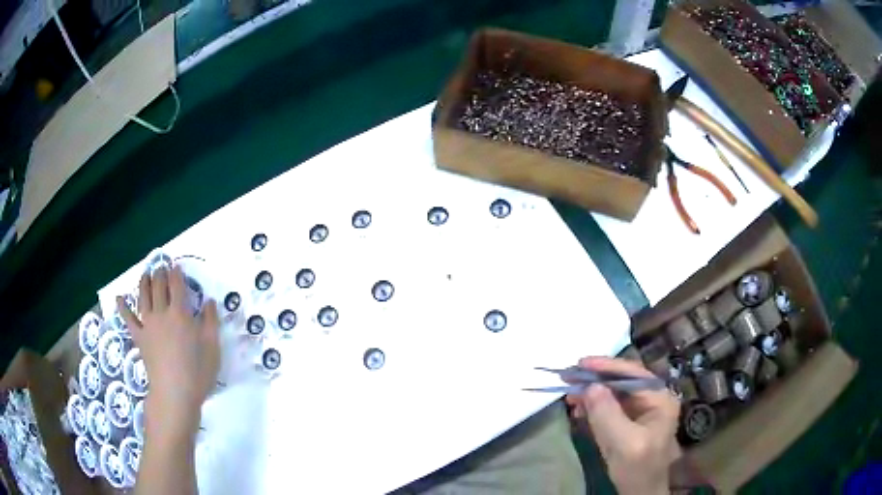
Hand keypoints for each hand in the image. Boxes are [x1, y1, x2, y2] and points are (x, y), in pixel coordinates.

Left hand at [117, 265, 219, 439]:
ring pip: (143, 296)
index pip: (177, 286)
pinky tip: (119, 298)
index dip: (177, 273)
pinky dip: (122, 307)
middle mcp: (161, 313)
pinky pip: (128, 319)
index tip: (177, 266)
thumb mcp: (212, 347)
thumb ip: (210, 321)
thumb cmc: (197, 372)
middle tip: (161, 266)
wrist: (174, 393)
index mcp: (180, 313)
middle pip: (158, 287)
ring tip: (146, 274)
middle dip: (160, 273)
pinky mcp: (139, 337)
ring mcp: (148, 324)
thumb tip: (209, 301)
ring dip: (144, 282)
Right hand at [566, 357, 678, 494]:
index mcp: (660, 398)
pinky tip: (579, 409)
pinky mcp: (629, 421)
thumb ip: (607, 413)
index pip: (633, 374)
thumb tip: (590, 386)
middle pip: (622, 380)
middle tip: (569, 377)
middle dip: (596, 379)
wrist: (639, 492)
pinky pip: (610, 407)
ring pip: (614, 393)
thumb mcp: (622, 442)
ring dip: (592, 393)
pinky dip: (593, 406)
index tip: (580, 364)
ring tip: (569, 395)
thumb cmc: (637, 468)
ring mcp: (642, 410)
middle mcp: (653, 398)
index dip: (606, 366)